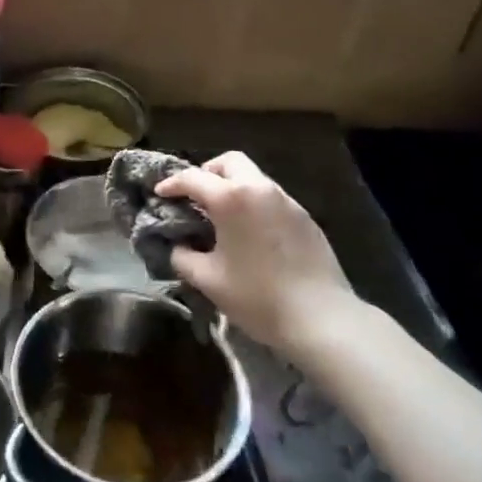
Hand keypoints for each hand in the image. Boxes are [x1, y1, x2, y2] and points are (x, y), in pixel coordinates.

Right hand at [156, 152, 368, 355]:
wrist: (322, 319)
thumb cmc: (257, 297)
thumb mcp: (207, 280)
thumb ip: (182, 256)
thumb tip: (176, 245)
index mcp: (232, 198)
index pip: (193, 178)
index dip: (172, 184)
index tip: (160, 194)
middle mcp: (261, 189)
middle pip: (230, 162)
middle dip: (207, 173)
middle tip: (195, 197)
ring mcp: (288, 202)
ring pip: (254, 178)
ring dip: (233, 188)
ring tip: (222, 218)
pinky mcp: (306, 218)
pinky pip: (272, 199)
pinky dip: (254, 204)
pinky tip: (250, 235)